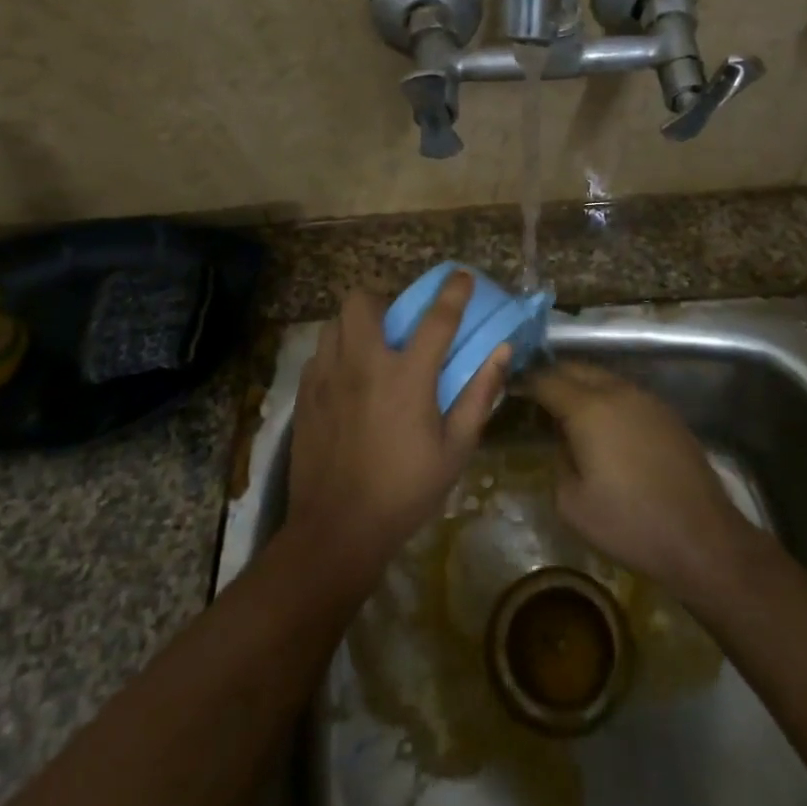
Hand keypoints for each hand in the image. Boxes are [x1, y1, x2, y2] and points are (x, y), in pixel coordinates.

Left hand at [287, 275, 507, 574]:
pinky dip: (335, 354)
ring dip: (355, 325)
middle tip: (396, 325)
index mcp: (406, 377)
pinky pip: (319, 354)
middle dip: (381, 301)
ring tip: (370, 350)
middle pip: (362, 301)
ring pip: (334, 323)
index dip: (453, 292)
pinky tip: (347, 382)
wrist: (337, 529)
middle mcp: (363, 364)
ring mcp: (328, 377)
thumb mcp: (455, 450)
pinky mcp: (305, 395)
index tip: (461, 276)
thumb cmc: (405, 491)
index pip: (436, 319)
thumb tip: (501, 352)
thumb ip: (478, 395)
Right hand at [526, 361, 759, 602]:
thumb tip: (563, 441)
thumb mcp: (572, 503)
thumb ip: (558, 460)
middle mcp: (617, 392)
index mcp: (588, 408)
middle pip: (576, 368)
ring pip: (603, 377)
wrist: (701, 537)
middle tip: (534, 395)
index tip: (510, 387)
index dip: (525, 380)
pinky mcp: (667, 414)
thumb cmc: (629, 523)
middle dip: (552, 376)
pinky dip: (606, 397)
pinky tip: (603, 423)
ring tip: (566, 408)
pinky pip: (625, 393)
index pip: (547, 379)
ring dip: (580, 384)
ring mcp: (647, 400)